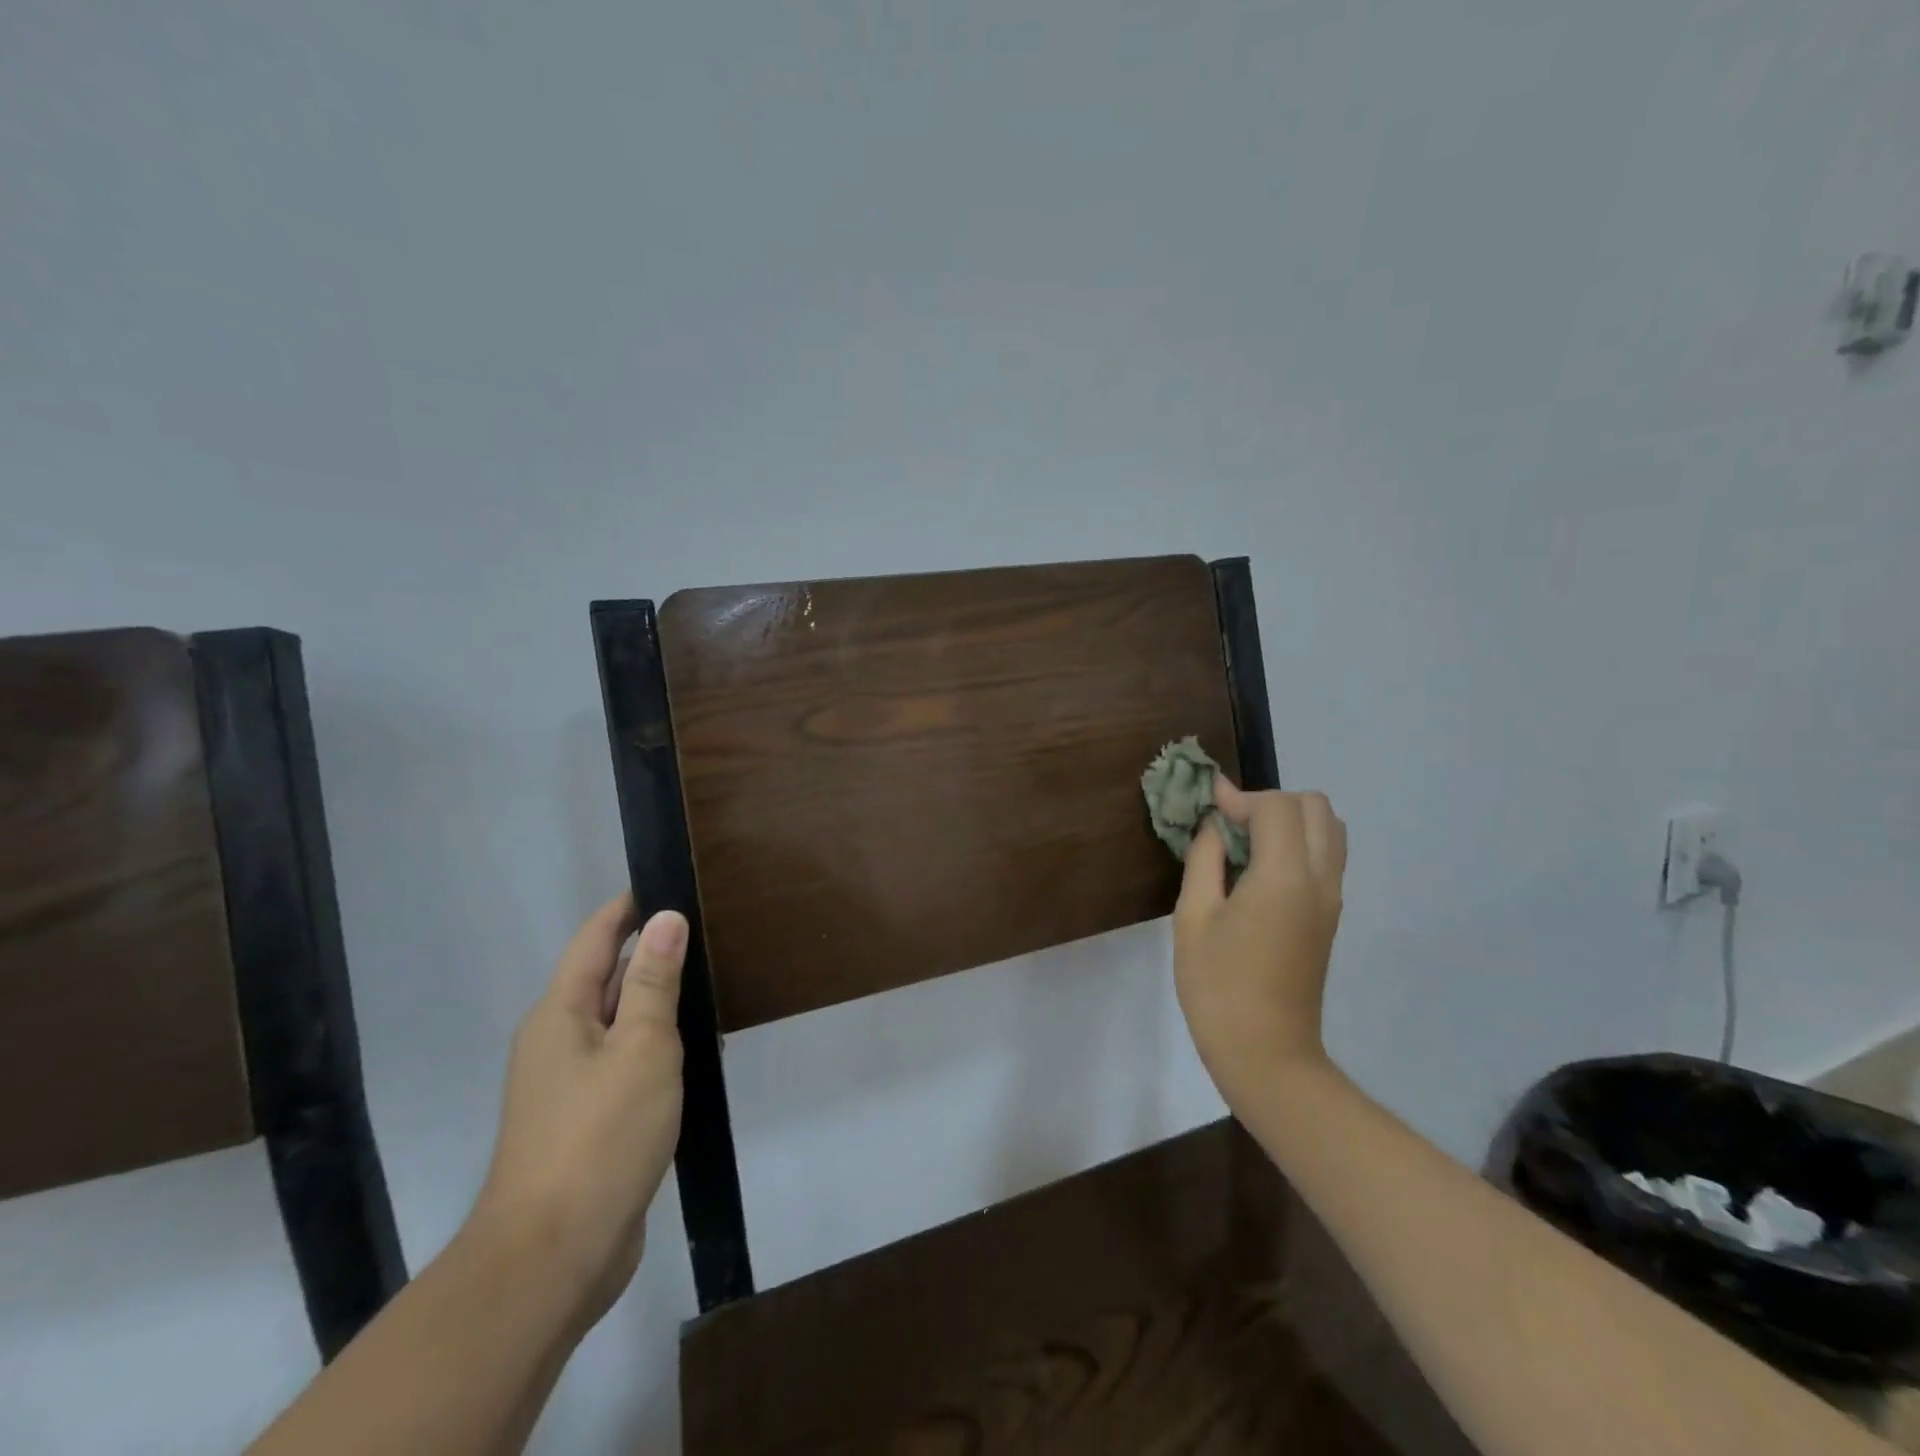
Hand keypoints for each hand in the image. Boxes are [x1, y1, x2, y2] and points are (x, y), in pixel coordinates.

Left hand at [468, 893, 685, 1328]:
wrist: (553, 1256)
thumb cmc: (601, 1135)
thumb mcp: (642, 1046)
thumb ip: (654, 982)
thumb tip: (665, 919)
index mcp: (559, 1014)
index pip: (595, 939)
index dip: (628, 907)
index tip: (668, 882)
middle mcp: (555, 1042)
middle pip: (605, 979)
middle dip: (650, 953)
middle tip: (706, 932)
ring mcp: (566, 1086)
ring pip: (617, 1024)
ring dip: (656, 1003)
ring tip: (708, 985)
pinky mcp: (583, 1122)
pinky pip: (622, 1063)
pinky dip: (654, 1046)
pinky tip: (692, 1053)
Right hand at [1173, 784, 1346, 1108]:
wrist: (1267, 1055)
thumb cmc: (1218, 986)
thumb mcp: (1194, 917)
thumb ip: (1205, 859)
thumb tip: (1213, 825)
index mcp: (1285, 876)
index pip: (1277, 806)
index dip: (1239, 796)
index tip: (1206, 805)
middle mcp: (1320, 879)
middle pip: (1316, 807)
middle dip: (1270, 802)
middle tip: (1229, 825)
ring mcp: (1332, 899)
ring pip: (1329, 830)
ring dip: (1289, 821)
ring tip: (1245, 845)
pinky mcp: (1329, 917)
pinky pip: (1326, 857)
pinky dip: (1297, 844)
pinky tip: (1258, 870)